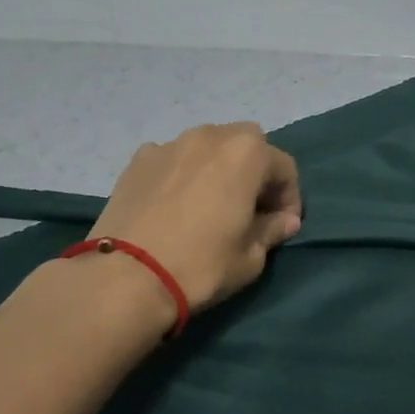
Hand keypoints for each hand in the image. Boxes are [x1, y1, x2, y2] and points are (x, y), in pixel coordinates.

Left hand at [88, 123, 302, 314]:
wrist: (125, 277)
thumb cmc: (201, 265)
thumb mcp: (251, 257)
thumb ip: (272, 230)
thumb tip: (284, 221)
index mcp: (247, 153)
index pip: (284, 168)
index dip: (290, 198)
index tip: (283, 226)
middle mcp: (211, 136)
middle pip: (247, 145)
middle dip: (255, 173)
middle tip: (250, 209)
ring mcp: (171, 144)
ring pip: (208, 147)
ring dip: (218, 168)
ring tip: (210, 203)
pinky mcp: (138, 159)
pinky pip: (173, 159)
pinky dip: (182, 173)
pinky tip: (174, 204)